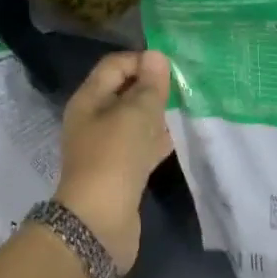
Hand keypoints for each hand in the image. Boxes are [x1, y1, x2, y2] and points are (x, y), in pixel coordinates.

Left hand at [55, 50, 173, 272]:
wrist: (100, 221)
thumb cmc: (115, 158)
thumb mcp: (136, 114)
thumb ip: (149, 85)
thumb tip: (156, 56)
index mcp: (89, 100)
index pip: (115, 65)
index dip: (142, 60)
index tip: (172, 67)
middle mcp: (94, 120)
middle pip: (125, 92)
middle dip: (153, 87)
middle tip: (185, 86)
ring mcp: (106, 147)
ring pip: (135, 120)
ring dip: (158, 114)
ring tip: (187, 106)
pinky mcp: (121, 171)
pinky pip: (141, 146)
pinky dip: (158, 139)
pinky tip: (180, 136)